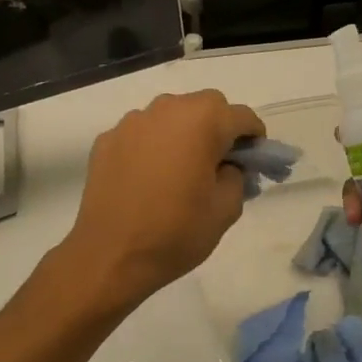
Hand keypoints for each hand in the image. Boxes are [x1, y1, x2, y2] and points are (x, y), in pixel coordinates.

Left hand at [59, 90, 264, 310]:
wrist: (110, 255)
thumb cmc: (175, 232)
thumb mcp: (225, 210)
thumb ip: (237, 177)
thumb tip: (228, 166)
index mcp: (202, 122)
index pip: (242, 116)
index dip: (254, 137)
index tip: (254, 161)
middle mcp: (166, 109)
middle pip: (205, 105)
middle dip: (219, 126)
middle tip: (220, 162)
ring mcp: (132, 122)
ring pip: (170, 114)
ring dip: (183, 132)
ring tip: (181, 168)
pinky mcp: (107, 139)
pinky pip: (141, 132)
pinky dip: (152, 145)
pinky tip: (149, 177)